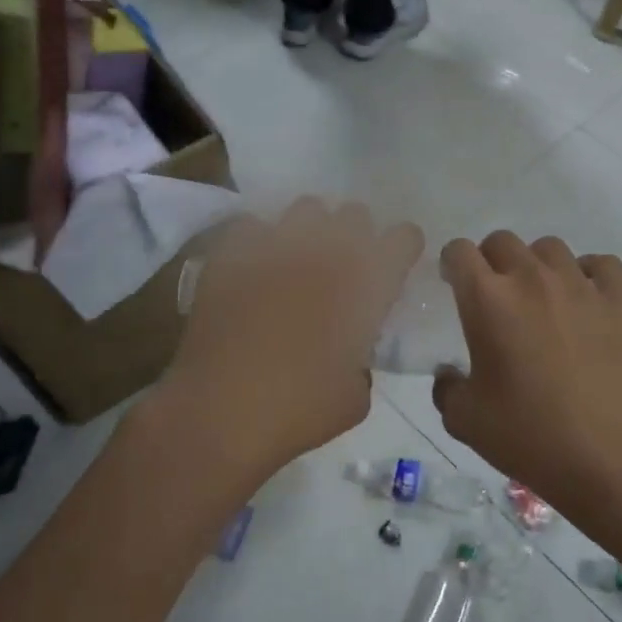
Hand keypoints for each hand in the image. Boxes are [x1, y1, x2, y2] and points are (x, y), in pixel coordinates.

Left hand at [162, 200, 422, 476]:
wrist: (218, 413)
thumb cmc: (298, 411)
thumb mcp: (356, 397)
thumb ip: (364, 360)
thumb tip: (352, 352)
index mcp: (366, 284)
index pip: (403, 238)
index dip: (402, 250)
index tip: (393, 268)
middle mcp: (326, 252)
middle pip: (355, 214)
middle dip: (356, 236)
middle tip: (343, 269)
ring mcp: (276, 246)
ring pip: (307, 208)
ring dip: (311, 230)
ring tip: (299, 261)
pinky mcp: (232, 253)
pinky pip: (253, 225)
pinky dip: (260, 240)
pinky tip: (256, 267)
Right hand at [432, 232, 621, 531]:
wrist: (604, 454)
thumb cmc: (527, 435)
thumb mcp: (464, 419)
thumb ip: (446, 388)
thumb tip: (448, 373)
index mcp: (487, 300)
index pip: (460, 251)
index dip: (452, 263)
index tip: (454, 284)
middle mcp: (531, 279)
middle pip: (502, 241)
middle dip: (490, 261)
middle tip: (495, 295)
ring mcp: (579, 285)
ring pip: (550, 247)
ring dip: (536, 265)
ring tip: (541, 296)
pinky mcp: (619, 300)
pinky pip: (601, 264)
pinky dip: (588, 273)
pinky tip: (583, 298)